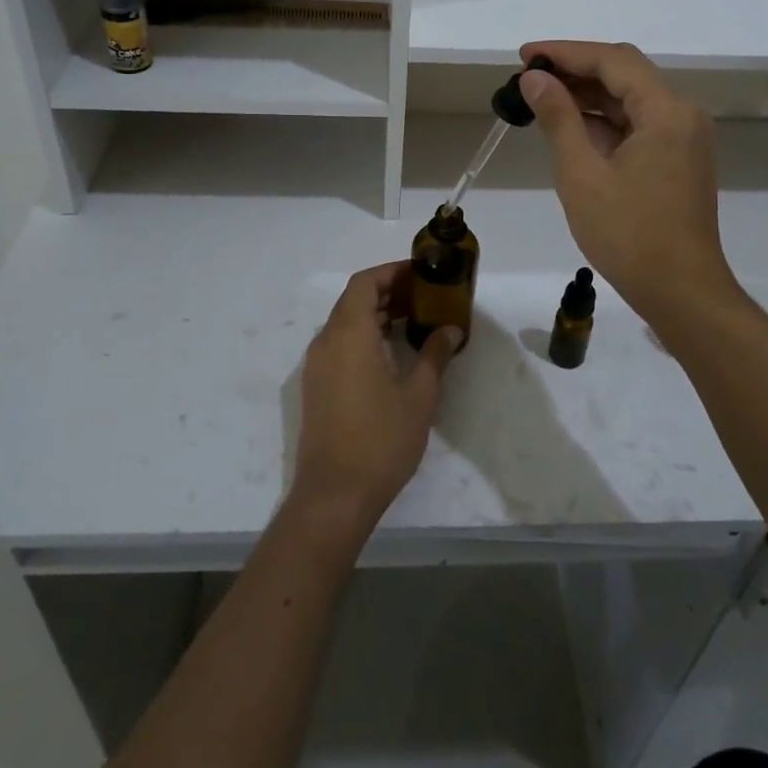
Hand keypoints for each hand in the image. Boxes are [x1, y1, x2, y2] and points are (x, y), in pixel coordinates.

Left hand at [291, 262, 461, 530]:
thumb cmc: (381, 439)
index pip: (364, 283)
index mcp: (349, 334)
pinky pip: (340, 344)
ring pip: (346, 323)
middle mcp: (327, 341)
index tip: (420, 273)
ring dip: (376, 314)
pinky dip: (365, 336)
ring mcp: (318, 366)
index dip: (391, 272)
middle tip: (424, 296)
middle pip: (354, 300)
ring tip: (414, 320)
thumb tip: (449, 329)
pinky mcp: (317, 387)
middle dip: (388, 291)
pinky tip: (392, 352)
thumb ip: (435, 355)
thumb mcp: (419, 395)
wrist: (334, 495)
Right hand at [518, 41, 741, 325]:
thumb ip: (559, 119)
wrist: (681, 293)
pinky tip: (569, 127)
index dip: (566, 52)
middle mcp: (682, 115)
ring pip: (630, 100)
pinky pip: (637, 125)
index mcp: (666, 111)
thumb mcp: (582, 174)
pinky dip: (603, 122)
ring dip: (588, 96)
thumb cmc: (629, 235)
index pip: (613, 61)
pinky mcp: (677, 160)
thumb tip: (535, 79)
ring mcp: (683, 138)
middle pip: (625, 74)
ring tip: (540, 98)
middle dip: (575, 70)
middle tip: (528, 76)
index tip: (524, 55)